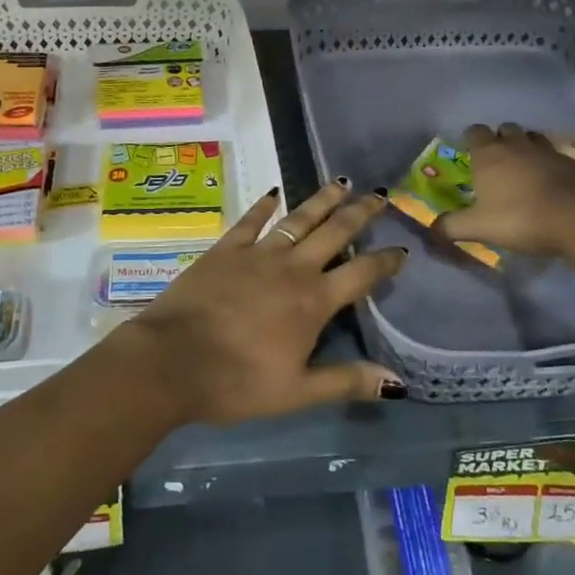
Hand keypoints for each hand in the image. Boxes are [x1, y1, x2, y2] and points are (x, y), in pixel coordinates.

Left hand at [120, 183, 408, 425]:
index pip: (361, 273)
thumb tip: (398, 382)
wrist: (172, 360)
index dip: (384, 261)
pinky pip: (251, 220)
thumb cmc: (237, 382)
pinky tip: (275, 192)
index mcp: (314, 301)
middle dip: (360, 213)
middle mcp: (292, 267)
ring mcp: (258, 253)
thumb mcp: (297, 392)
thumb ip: (347, 381)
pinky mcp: (226, 248)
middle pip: (334, 232)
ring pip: (299, 218)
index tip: (401, 249)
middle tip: (379, 194)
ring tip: (341, 182)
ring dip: (322, 200)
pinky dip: (265, 205)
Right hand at [434, 122, 574, 256]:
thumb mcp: (479, 228)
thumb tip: (431, 230)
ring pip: (533, 138)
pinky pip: (557, 155)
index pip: (474, 131)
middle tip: (499, 164)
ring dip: (527, 148)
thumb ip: (451, 227)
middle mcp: (517, 144)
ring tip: (526, 169)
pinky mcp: (574, 162)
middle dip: (500, 141)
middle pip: (505, 129)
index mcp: (489, 154)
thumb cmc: (521, 218)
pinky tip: (554, 183)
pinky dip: (552, 164)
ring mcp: (548, 150)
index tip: (471, 156)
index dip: (471, 140)